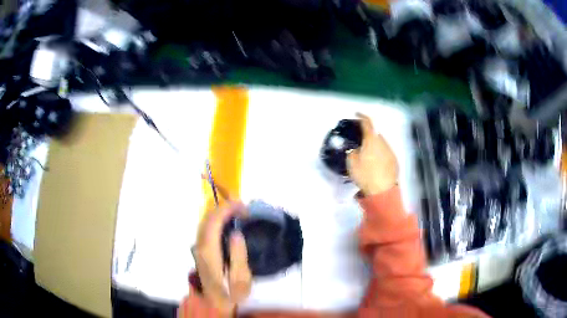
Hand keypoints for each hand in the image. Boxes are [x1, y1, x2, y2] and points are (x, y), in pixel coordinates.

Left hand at [193, 202, 251, 314]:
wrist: (214, 304)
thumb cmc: (231, 294)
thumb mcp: (241, 280)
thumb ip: (239, 256)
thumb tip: (236, 233)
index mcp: (209, 252)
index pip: (213, 222)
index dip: (227, 209)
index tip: (243, 206)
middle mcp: (200, 246)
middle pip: (207, 218)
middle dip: (224, 207)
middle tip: (244, 208)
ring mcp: (198, 247)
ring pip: (205, 221)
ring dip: (220, 212)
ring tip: (238, 211)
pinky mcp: (200, 250)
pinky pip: (206, 227)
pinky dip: (217, 219)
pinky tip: (228, 221)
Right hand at [347, 113, 397, 195]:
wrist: (382, 192)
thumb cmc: (365, 175)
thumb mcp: (352, 163)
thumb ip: (353, 152)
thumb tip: (356, 149)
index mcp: (372, 140)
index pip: (367, 122)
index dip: (361, 116)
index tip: (357, 114)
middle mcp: (383, 142)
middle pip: (375, 133)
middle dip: (368, 135)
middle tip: (360, 141)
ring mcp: (391, 151)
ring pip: (381, 143)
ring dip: (374, 145)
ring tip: (367, 154)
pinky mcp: (395, 161)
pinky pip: (386, 152)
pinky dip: (380, 154)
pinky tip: (376, 163)